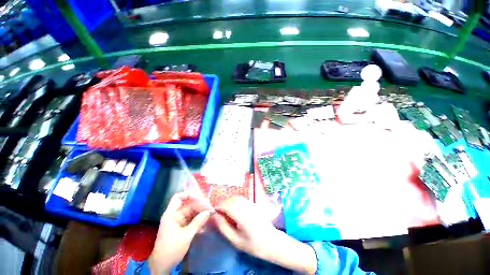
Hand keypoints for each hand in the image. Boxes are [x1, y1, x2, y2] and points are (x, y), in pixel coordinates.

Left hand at [149, 192, 210, 273]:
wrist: (162, 265)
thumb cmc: (171, 249)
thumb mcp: (186, 236)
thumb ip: (197, 222)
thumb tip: (208, 212)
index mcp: (171, 214)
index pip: (178, 198)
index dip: (189, 194)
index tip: (200, 196)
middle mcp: (175, 215)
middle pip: (188, 205)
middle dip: (199, 205)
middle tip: (210, 207)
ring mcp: (179, 221)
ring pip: (191, 212)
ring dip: (200, 213)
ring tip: (211, 213)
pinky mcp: (182, 227)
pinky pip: (192, 219)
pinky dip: (198, 220)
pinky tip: (206, 222)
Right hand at [214, 197, 316, 274]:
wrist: (272, 241)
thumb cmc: (254, 244)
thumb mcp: (236, 240)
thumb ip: (224, 227)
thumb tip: (214, 216)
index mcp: (241, 214)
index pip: (226, 204)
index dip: (218, 206)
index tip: (213, 213)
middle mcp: (246, 205)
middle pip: (231, 198)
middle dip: (223, 203)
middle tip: (218, 213)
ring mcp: (251, 203)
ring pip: (236, 197)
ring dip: (229, 202)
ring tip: (225, 211)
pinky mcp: (254, 203)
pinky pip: (241, 199)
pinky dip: (235, 202)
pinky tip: (234, 210)